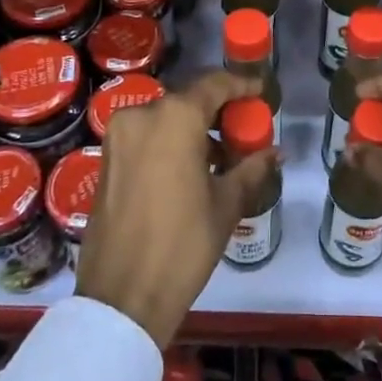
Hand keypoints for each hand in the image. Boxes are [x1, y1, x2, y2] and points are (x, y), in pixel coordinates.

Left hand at [77, 70, 278, 345]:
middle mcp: (142, 115)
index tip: (260, 91)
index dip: (241, 85)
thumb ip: (251, 169)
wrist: (123, 296)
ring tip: (221, 158)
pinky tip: (190, 171)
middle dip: (217, 111)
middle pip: (188, 100)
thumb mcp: (226, 204)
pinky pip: (146, 137)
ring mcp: (119, 136)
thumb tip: (276, 152)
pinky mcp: (106, 159)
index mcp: (175, 117)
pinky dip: (169, 143)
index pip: (214, 84)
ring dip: (193, 130)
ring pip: (165, 119)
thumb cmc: (183, 243)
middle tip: (242, 130)